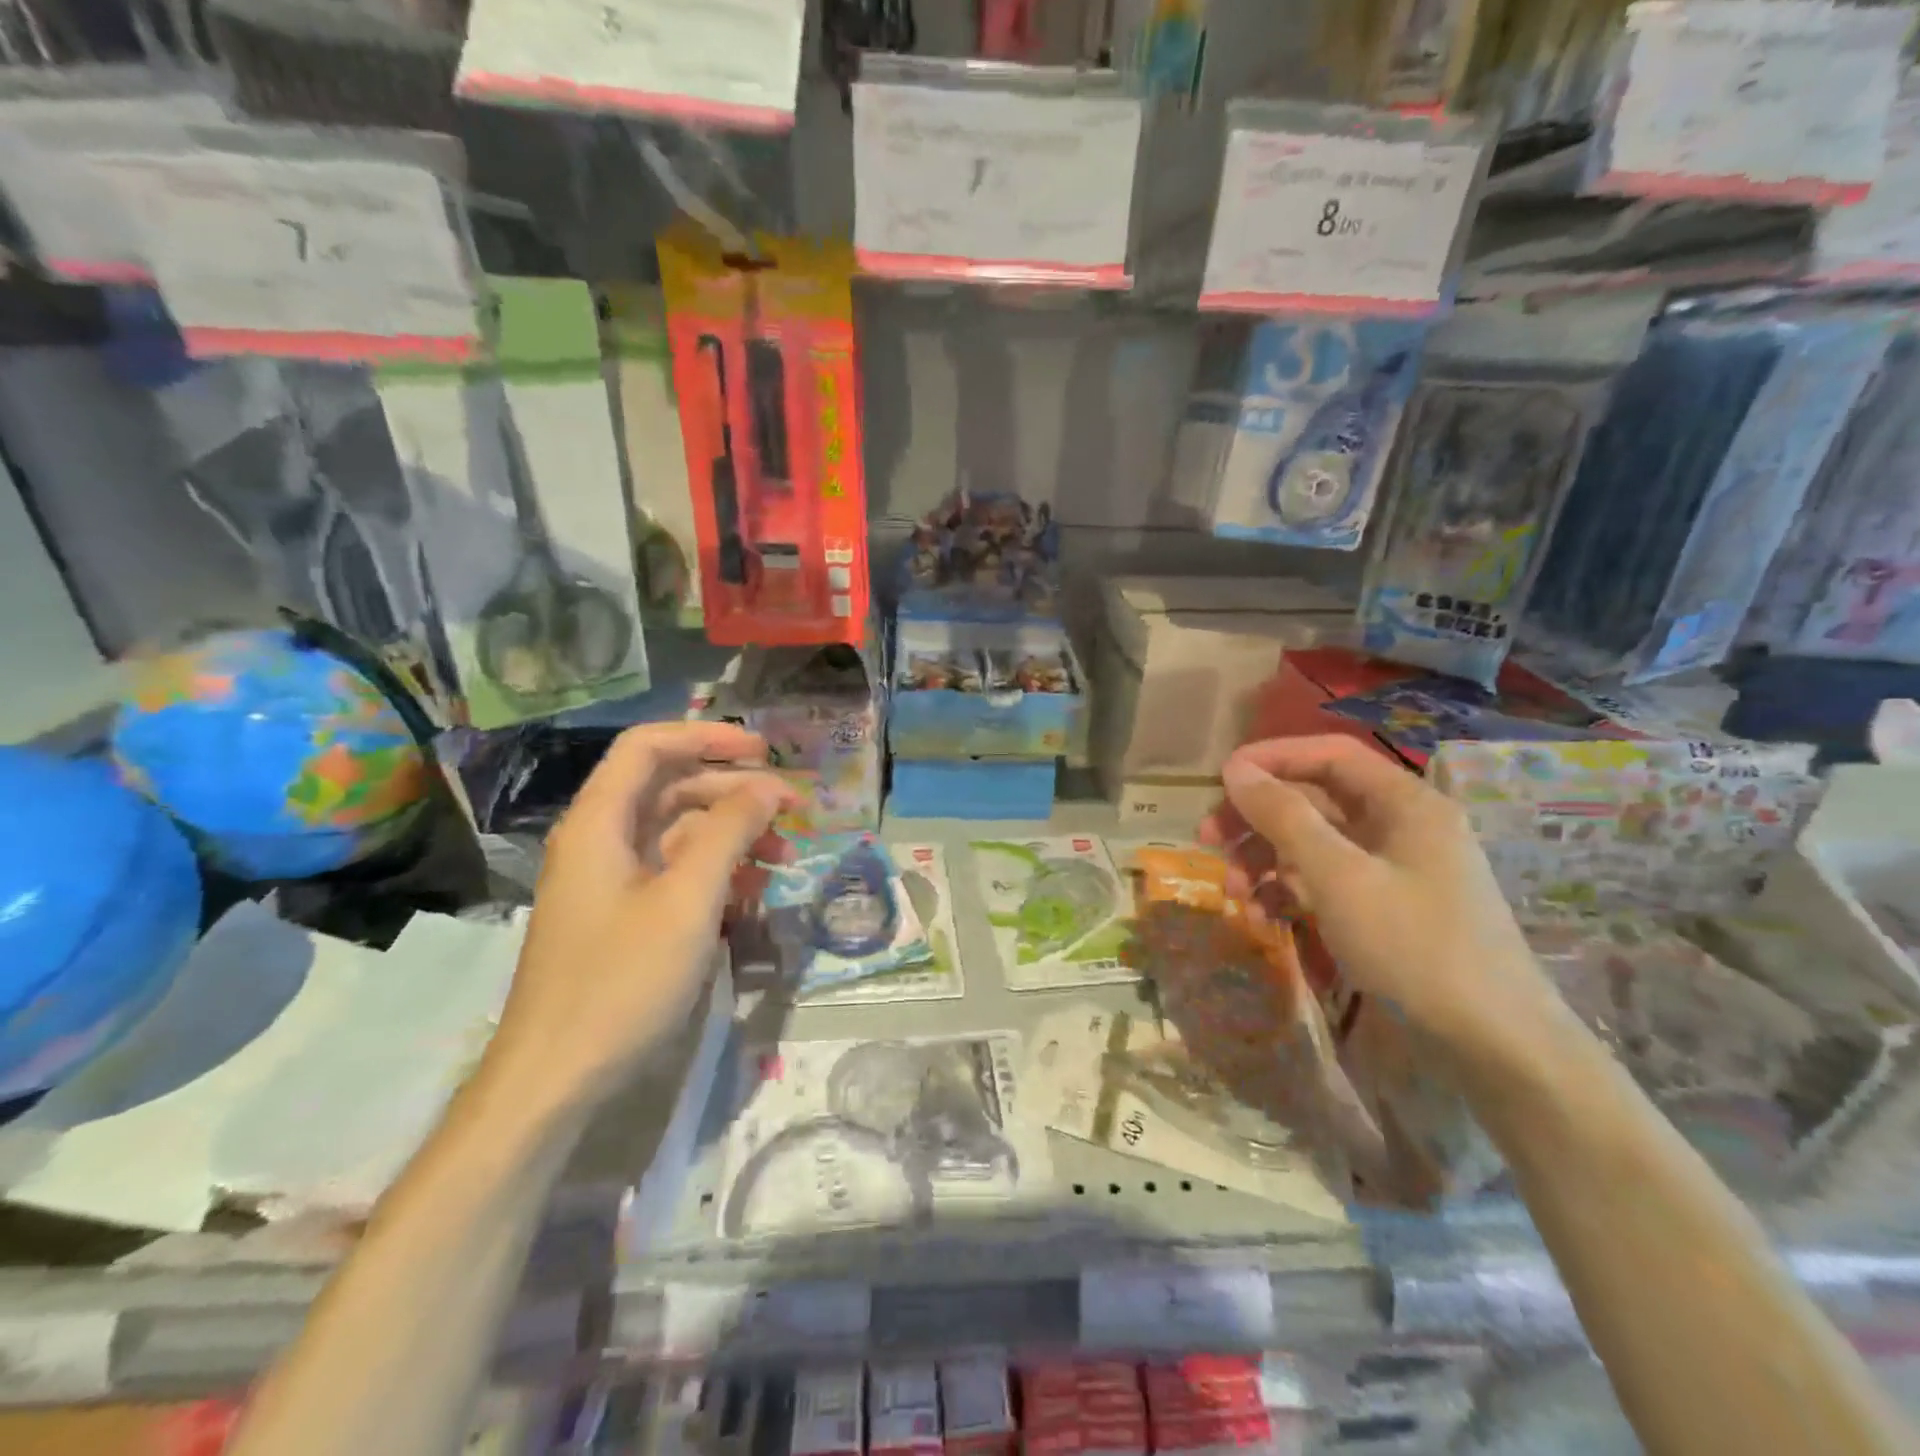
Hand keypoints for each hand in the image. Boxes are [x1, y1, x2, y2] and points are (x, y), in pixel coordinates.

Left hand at [486, 722, 792, 1112]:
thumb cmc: (621, 981)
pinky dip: (716, 872)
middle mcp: (601, 841)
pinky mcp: (624, 917)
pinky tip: (753, 891)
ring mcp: (612, 882)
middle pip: (670, 788)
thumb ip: (728, 832)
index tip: (763, 751)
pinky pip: (675, 874)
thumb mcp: (687, 900)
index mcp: (600, 823)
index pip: (649, 747)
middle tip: (791, 810)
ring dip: (732, 834)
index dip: (706, 737)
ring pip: (678, 833)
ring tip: (783, 855)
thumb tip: (766, 786)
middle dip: (733, 791)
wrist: (555, 1081)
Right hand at [1200, 735, 1560, 1051]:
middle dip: (1257, 819)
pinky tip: (1261, 919)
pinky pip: (1324, 883)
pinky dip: (1287, 894)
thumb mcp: (1340, 877)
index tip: (1220, 779)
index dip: (1272, 758)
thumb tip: (1235, 770)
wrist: (1495, 1048)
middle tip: (1208, 840)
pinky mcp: (1383, 909)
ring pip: (1312, 845)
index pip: (1329, 754)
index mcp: (1404, 803)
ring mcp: (1392, 870)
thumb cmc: (1416, 947)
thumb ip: (1284, 817)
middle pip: (1313, 801)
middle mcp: (1398, 826)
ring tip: (1231, 894)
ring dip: (1264, 861)